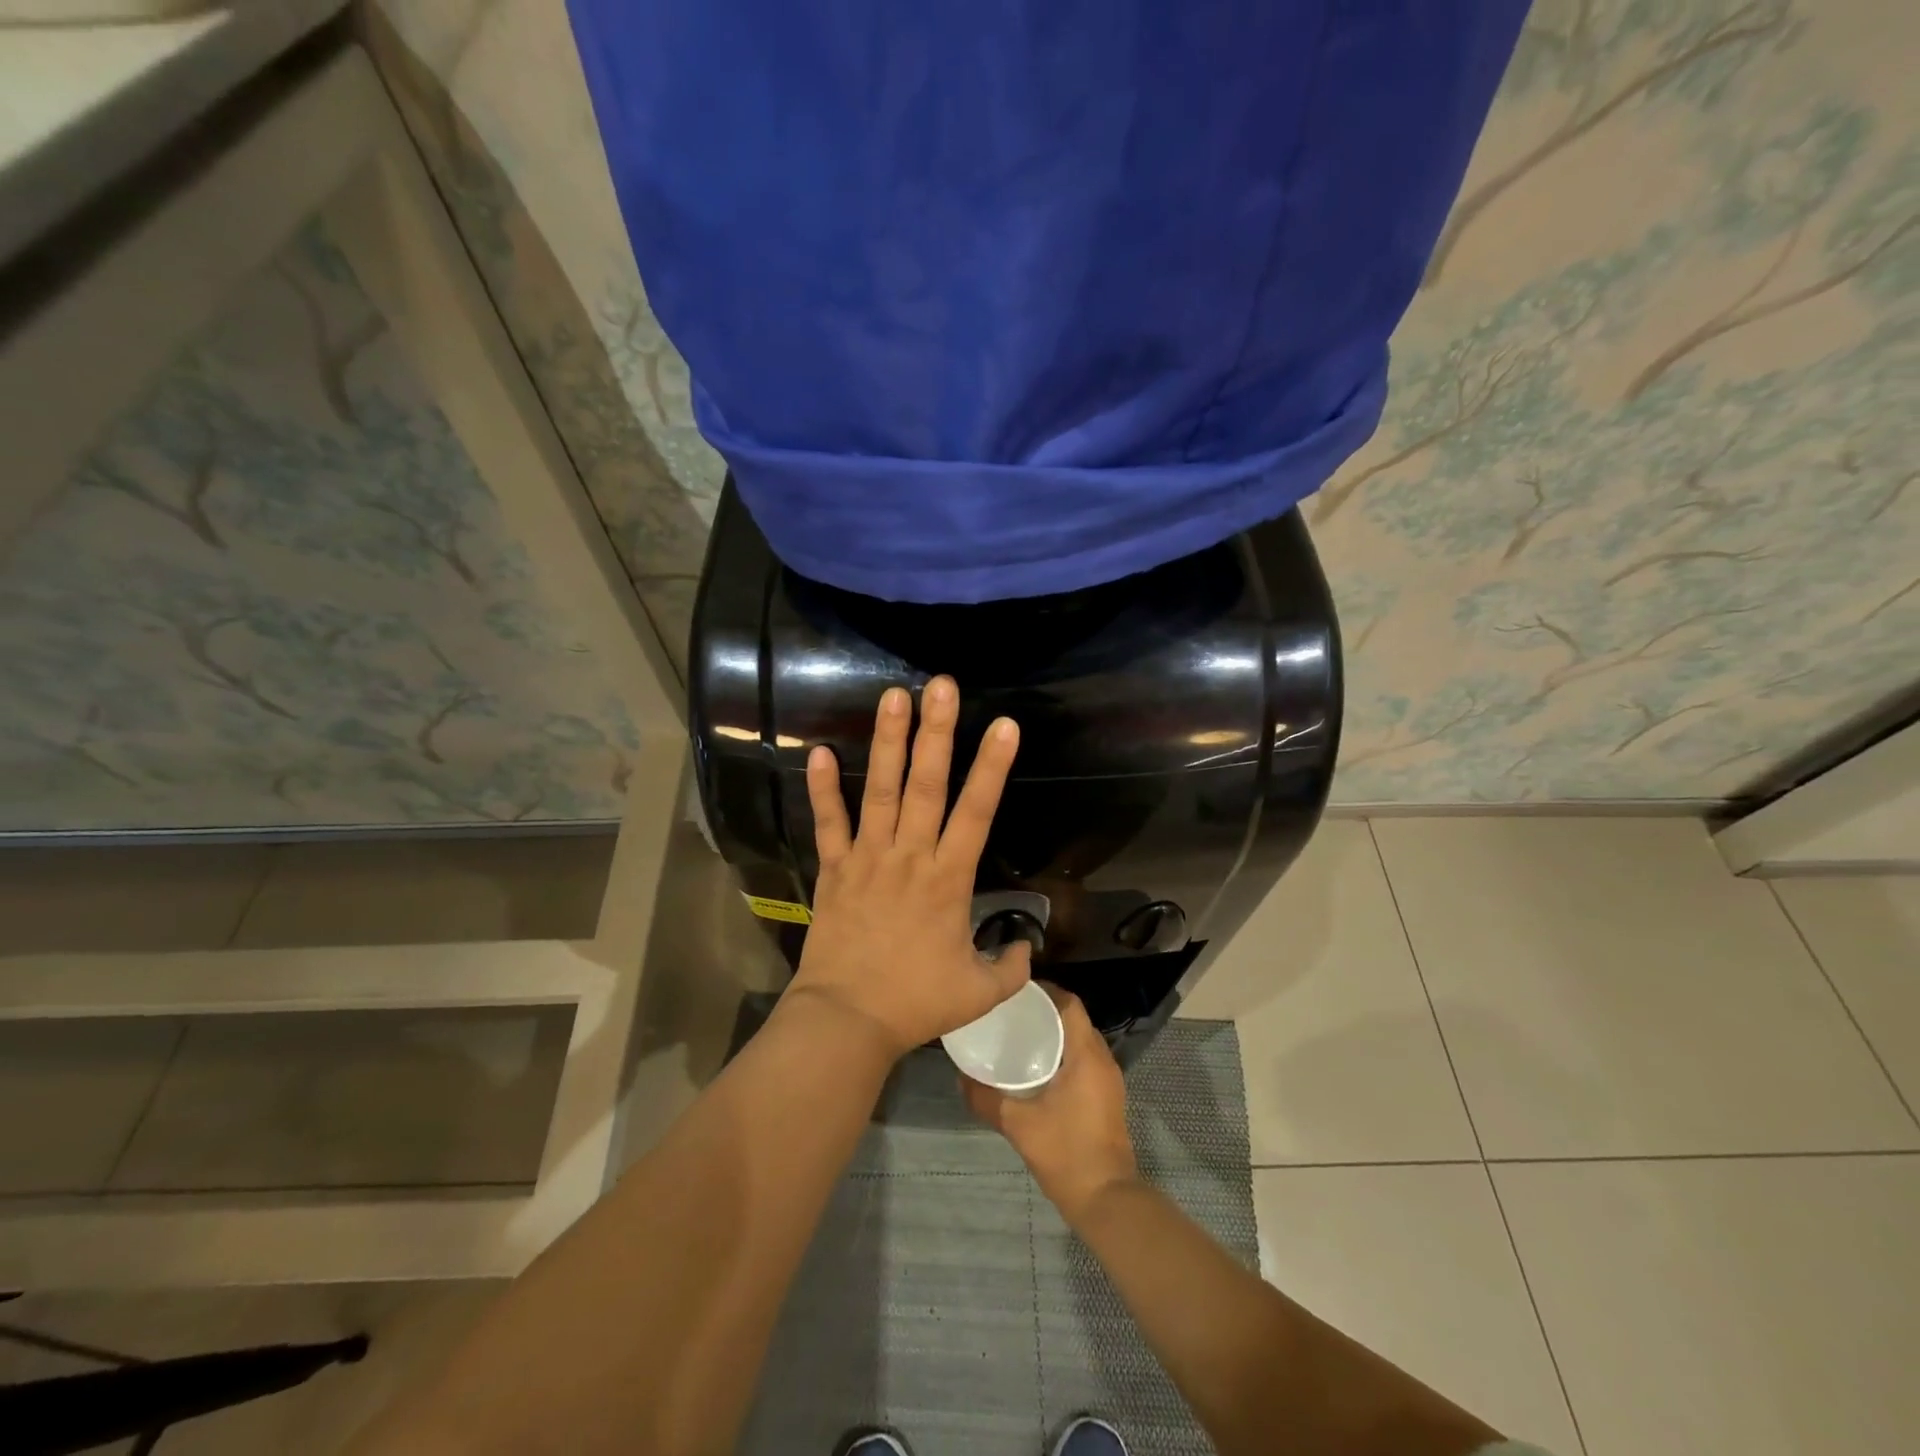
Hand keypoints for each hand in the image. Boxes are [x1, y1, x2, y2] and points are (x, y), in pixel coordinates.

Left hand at [788, 676, 1028, 1060]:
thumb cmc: (915, 1003)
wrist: (847, 1021)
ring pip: (879, 791)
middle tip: (941, 686)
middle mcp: (909, 856)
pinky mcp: (834, 869)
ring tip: (893, 697)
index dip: (992, 768)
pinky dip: (822, 789)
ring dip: (887, 742)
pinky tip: (817, 751)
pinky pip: (828, 823)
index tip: (1005, 726)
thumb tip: (1025, 946)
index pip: (977, 813)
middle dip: (936, 733)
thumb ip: (1010, 967)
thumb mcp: (979, 994)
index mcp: (948, 879)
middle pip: (926, 785)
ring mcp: (867, 858)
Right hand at [963, 985, 1139, 1225]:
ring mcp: (1108, 1079)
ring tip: (1021, 1035)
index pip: (1070, 1004)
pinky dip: (1064, 1052)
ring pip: (1081, 1039)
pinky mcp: (1107, 1096)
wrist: (1106, 1199)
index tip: (1015, 992)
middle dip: (1046, 1011)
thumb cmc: (1065, 1152)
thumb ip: (987, 1098)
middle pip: (1075, 1018)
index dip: (1045, 992)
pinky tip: (1038, 1068)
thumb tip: (961, 1077)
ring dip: (1056, 1032)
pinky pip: (1085, 1058)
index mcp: (1086, 1055)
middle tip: (1011, 1012)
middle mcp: (1102, 1059)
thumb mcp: (1018, 1124)